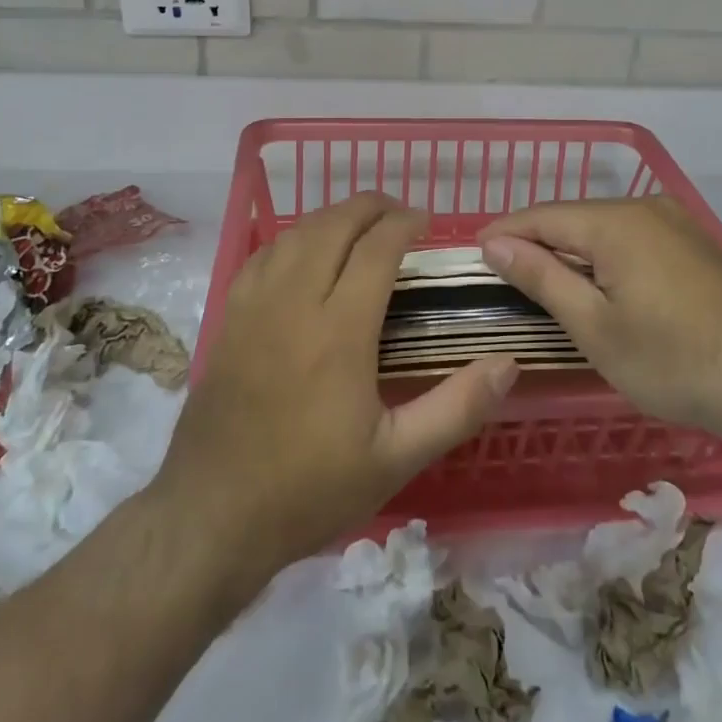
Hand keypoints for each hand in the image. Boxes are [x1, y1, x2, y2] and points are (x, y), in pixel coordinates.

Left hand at [157, 193, 517, 578]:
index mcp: (339, 331)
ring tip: (360, 225)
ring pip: (295, 234)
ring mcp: (254, 306)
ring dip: (332, 218)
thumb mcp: (396, 458)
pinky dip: (293, 238)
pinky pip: (262, 255)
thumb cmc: (310, 488)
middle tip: (399, 215)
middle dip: (370, 207)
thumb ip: (456, 408)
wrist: (214, 514)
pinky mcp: (229, 318)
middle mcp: (294, 303)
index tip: (427, 222)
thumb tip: (507, 363)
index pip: (375, 249)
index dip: (404, 224)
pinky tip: (305, 251)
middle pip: (333, 226)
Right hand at [480, 196, 721, 452]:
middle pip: (574, 218)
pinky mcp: (694, 243)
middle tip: (503, 273)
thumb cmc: (671, 359)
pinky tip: (598, 282)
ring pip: (604, 227)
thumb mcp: (594, 325)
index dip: (505, 232)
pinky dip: (605, 255)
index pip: (541, 216)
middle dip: (537, 241)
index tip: (474, 253)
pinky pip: (633, 238)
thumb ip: (542, 276)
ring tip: (543, 279)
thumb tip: (495, 243)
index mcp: (615, 221)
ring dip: (571, 249)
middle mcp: (645, 207)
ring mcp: (675, 222)